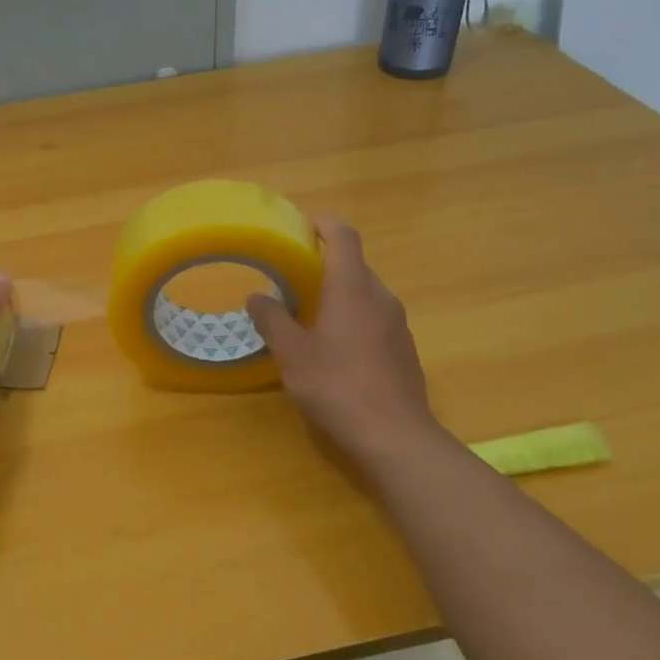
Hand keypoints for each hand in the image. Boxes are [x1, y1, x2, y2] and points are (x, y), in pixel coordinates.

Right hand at [245, 219, 442, 463]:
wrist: (394, 435)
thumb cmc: (336, 385)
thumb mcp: (291, 353)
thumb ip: (272, 319)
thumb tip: (257, 296)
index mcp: (352, 287)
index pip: (343, 236)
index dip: (323, 224)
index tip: (302, 226)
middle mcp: (380, 296)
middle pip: (354, 265)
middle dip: (325, 265)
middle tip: (292, 277)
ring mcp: (397, 324)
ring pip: (365, 294)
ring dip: (339, 294)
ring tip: (308, 314)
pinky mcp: (403, 350)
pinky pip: (374, 319)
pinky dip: (353, 319)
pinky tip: (334, 349)